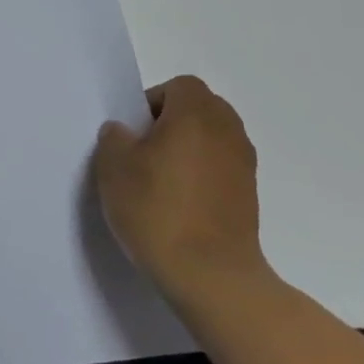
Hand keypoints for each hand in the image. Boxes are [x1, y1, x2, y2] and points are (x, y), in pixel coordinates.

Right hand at [89, 75, 270, 303]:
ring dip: (188, 150)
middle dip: (171, 123)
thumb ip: (115, 138)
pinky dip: (202, 176)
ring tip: (159, 181)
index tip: (133, 133)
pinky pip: (221, 168)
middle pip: (199, 109)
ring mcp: (244, 165)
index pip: (179, 87)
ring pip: (211, 139)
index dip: (152, 102)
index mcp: (196, 113)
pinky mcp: (250, 197)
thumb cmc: (157, 209)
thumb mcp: (113, 166)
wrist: (211, 276)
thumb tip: (126, 133)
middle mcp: (227, 131)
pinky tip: (179, 204)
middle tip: (143, 152)